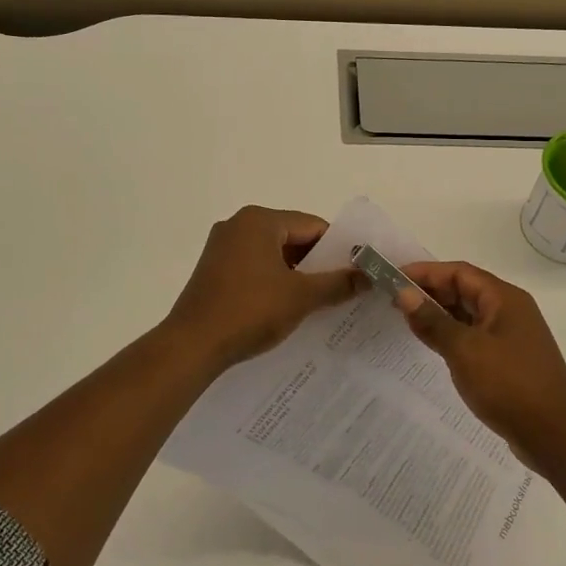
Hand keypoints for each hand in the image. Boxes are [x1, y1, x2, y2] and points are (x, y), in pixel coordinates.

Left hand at [163, 206, 363, 372]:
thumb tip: (372, 275)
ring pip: (273, 254)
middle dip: (318, 262)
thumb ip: (338, 283)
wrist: (192, 345)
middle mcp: (238, 225)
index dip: (339, 248)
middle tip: (345, 287)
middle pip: (292, 237)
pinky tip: (288, 306)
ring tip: (322, 301)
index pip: (312, 225)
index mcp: (259, 220)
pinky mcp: (214, 270)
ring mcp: (222, 247)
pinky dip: (274, 281)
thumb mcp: (301, 297)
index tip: (358, 271)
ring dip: (297, 274)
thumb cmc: (250, 311)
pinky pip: (255, 267)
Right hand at [398, 261, 565, 472]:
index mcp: (504, 298)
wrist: (556, 436)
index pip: (459, 272)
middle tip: (394, 300)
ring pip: (468, 314)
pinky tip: (433, 344)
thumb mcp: (464, 350)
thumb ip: (432, 320)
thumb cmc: (509, 385)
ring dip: (439, 314)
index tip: (394, 277)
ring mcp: (511, 336)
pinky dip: (452, 334)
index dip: (425, 272)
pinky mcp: (509, 359)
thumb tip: (404, 293)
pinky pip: (474, 335)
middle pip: (464, 289)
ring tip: (407, 320)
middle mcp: (510, 310)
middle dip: (430, 291)